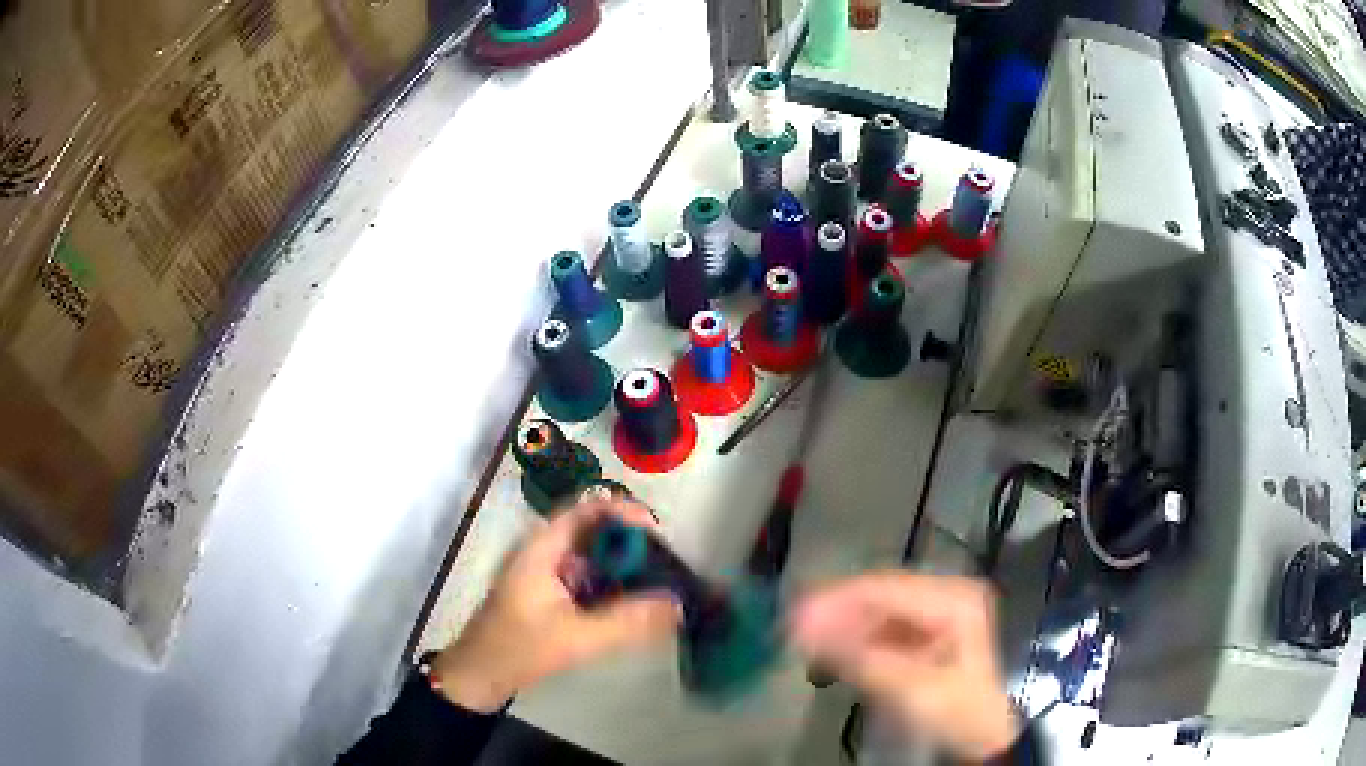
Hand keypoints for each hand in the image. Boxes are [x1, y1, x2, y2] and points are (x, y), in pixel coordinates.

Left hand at [433, 500, 680, 711]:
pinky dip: (611, 584)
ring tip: (658, 582)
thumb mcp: (575, 637)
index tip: (656, 532)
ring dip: (622, 565)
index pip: (585, 510)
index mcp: (542, 549)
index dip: (621, 511)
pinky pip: (587, 578)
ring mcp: (546, 574)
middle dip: (629, 542)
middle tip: (665, 562)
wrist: (480, 676)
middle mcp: (544, 552)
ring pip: (592, 556)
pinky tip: (633, 604)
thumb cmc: (519, 648)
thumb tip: (676, 606)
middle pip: (592, 531)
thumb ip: (627, 622)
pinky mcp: (550, 595)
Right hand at [789, 571, 1018, 760]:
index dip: (836, 600)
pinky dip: (857, 638)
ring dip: (842, 625)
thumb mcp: (909, 688)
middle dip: (835, 612)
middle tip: (791, 630)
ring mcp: (937, 610)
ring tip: (804, 642)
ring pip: (878, 609)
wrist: (983, 734)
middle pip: (879, 594)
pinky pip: (884, 626)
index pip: (884, 588)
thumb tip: (803, 631)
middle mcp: (945, 592)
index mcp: (952, 598)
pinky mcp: (926, 630)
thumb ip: (859, 658)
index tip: (793, 616)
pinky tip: (832, 651)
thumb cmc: (955, 710)